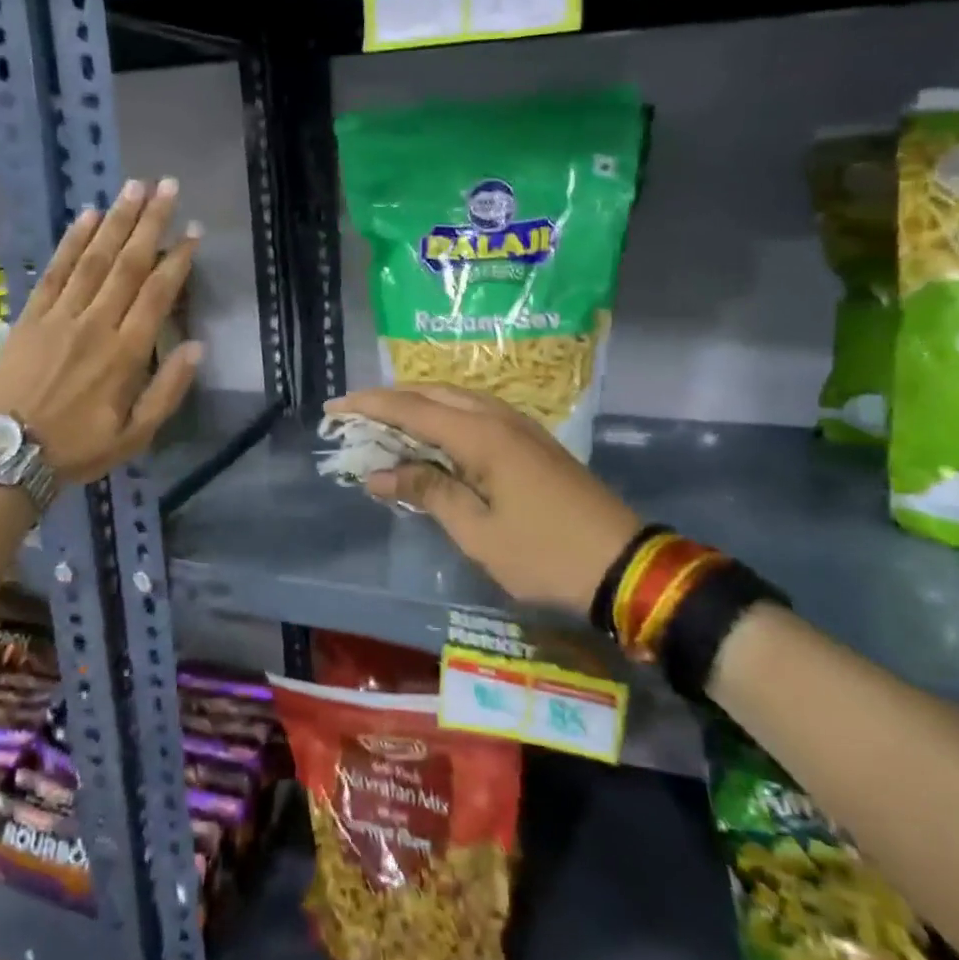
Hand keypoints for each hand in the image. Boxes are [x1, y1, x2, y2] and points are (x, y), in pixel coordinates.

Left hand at [0, 178, 201, 483]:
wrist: (6, 455)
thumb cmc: (77, 448)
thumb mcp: (135, 436)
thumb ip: (168, 390)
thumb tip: (197, 347)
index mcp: (126, 353)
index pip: (157, 294)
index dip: (178, 259)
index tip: (193, 230)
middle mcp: (96, 324)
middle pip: (128, 264)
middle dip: (149, 222)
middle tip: (166, 186)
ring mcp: (60, 316)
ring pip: (93, 258)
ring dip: (116, 221)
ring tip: (133, 187)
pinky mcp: (31, 316)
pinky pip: (55, 271)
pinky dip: (71, 241)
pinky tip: (86, 217)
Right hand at [327, 384, 641, 618]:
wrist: (624, 565)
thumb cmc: (544, 555)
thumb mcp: (477, 532)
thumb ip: (427, 493)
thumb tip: (379, 474)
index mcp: (482, 436)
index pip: (412, 408)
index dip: (370, 406)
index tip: (333, 408)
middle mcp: (499, 418)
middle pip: (434, 394)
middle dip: (391, 399)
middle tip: (355, 414)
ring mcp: (521, 427)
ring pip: (458, 401)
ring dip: (419, 405)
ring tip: (386, 421)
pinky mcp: (532, 442)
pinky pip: (477, 415)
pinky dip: (445, 418)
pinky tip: (434, 437)